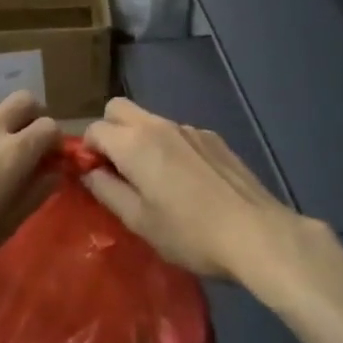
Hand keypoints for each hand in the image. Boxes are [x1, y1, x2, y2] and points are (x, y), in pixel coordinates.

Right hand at [82, 97, 302, 282]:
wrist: (256, 233)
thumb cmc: (190, 233)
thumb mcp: (139, 221)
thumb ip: (107, 190)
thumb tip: (90, 172)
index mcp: (134, 143)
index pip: (94, 128)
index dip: (87, 150)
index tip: (95, 177)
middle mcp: (159, 124)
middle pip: (118, 108)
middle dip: (109, 130)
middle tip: (118, 169)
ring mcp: (189, 128)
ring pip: (149, 119)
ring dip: (140, 139)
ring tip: (156, 180)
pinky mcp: (213, 137)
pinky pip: (178, 133)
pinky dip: (170, 147)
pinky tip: (188, 182)